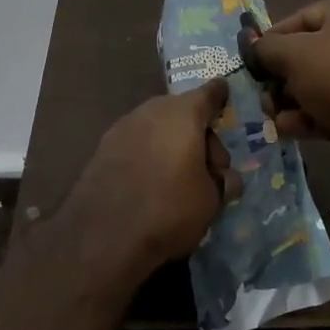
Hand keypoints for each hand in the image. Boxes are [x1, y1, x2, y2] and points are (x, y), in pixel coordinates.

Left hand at [61, 79, 243, 277]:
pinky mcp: (103, 147)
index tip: (224, 95)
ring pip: (158, 126)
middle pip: (183, 112)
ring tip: (177, 177)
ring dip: (171, 143)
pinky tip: (149, 182)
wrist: (102, 236)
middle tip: (208, 168)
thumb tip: (227, 179)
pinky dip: (148, 153)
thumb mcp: (211, 200)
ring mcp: (124, 126)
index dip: (220, 96)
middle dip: (198, 133)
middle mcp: (153, 110)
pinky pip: (137, 142)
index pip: (209, 93)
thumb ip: (223, 182)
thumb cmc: (169, 209)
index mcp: (184, 113)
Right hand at [251, 0, 329, 161]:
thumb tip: (254, 47)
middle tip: (264, 99)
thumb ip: (267, 48)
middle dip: (283, 79)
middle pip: (311, 53)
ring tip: (275, 120)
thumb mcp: (293, 56)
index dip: (272, 40)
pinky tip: (293, 131)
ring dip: (295, 101)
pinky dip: (315, 114)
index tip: (253, 62)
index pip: (302, 18)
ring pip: (323, 82)